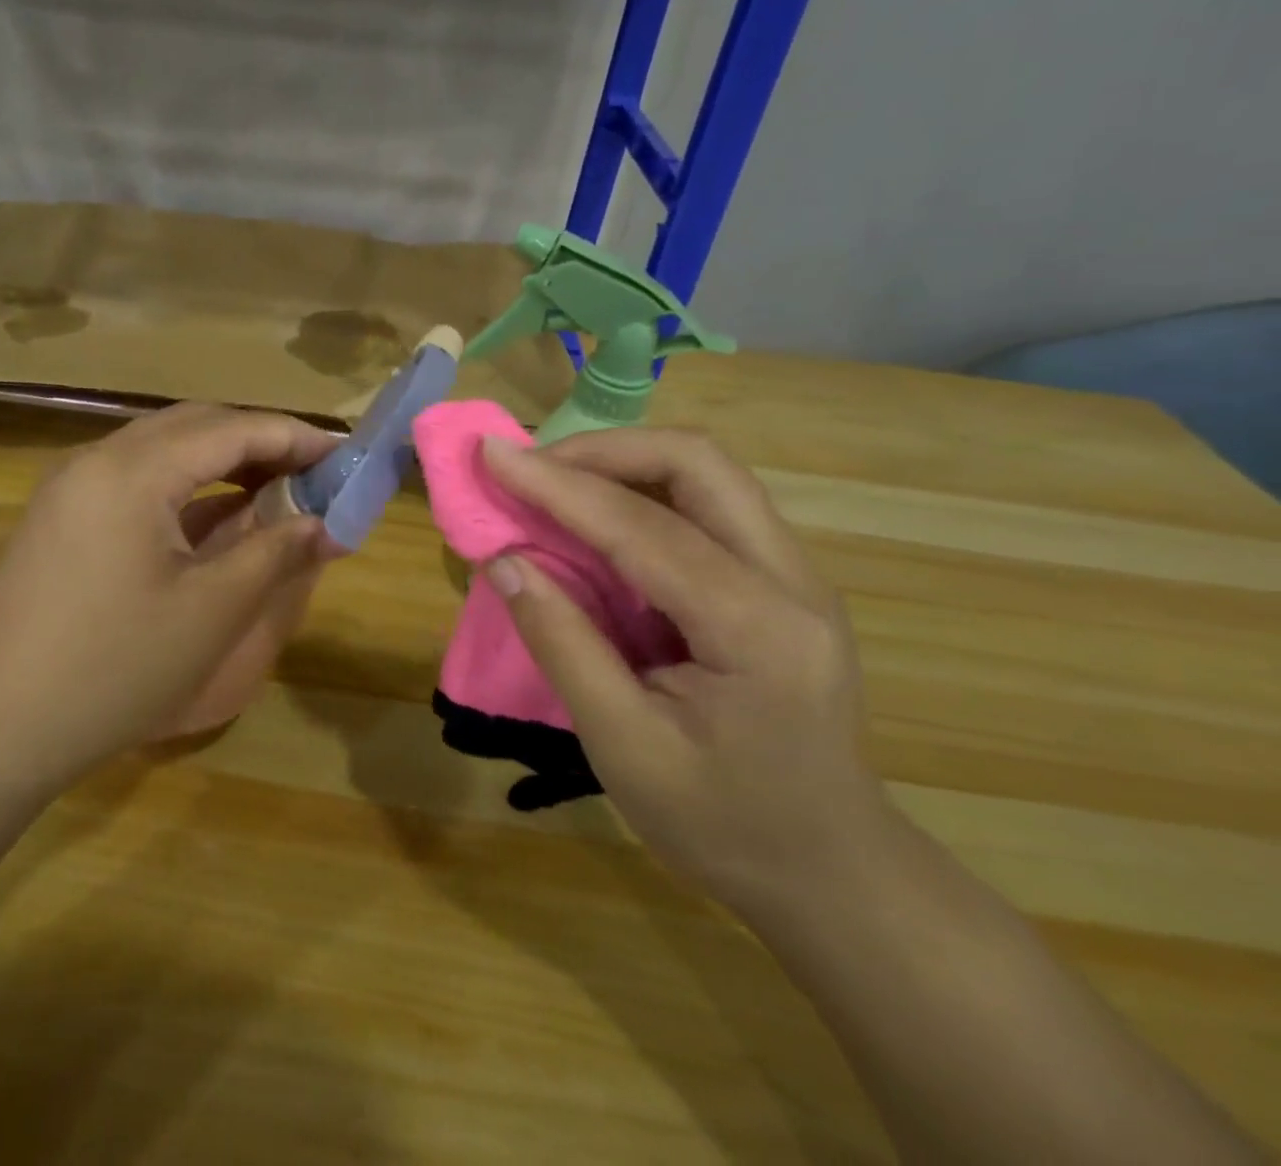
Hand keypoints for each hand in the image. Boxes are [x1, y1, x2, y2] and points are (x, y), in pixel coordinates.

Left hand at [0, 404, 336, 797]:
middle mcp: (96, 459)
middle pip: (195, 426)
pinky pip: (136, 478)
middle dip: (259, 441)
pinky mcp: (59, 515)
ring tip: (273, 489)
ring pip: (163, 449)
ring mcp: (70, 486)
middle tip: (312, 472)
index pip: (232, 429)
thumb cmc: (114, 669)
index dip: (295, 437)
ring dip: (221, 461)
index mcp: (133, 471)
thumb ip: (276, 552)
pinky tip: (213, 515)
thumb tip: (326, 523)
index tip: (343, 455)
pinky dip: (185, 486)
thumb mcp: (213, 610)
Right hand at [478, 428, 891, 916]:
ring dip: (623, 463)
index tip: (493, 454)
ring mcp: (795, 574)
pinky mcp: (780, 580)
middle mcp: (792, 580)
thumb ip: (563, 645)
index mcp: (759, 630)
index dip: (559, 485)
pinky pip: (706, 505)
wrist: (829, 871)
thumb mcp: (625, 748)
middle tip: (530, 468)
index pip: (645, 527)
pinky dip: (642, 492)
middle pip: (698, 463)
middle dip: (602, 451)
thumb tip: (502, 561)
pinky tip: (598, 520)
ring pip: (706, 474)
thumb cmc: (723, 825)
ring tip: (553, 485)